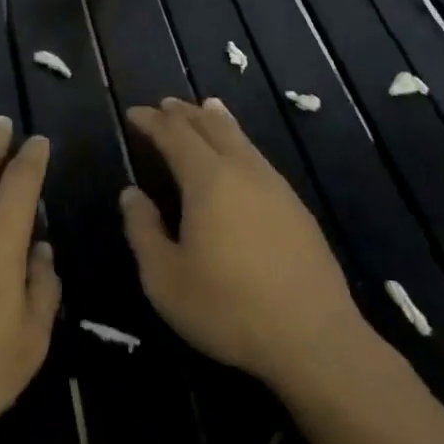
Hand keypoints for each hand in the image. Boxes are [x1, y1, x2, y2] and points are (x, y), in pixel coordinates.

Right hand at [121, 98, 379, 394]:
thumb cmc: (227, 308)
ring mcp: (276, 188)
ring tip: (205, 109)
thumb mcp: (165, 278)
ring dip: (216, 122)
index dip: (152, 122)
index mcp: (208, 180)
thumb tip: (131, 194)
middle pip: (211, 127)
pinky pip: (259, 159)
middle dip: (184, 113)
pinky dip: (240, 144)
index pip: (175, 135)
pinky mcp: (297, 209)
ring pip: (241, 140)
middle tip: (165, 105)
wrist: (312, 337)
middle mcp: (243, 172)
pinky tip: (241, 157)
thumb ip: (143, 230)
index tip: (134, 113)